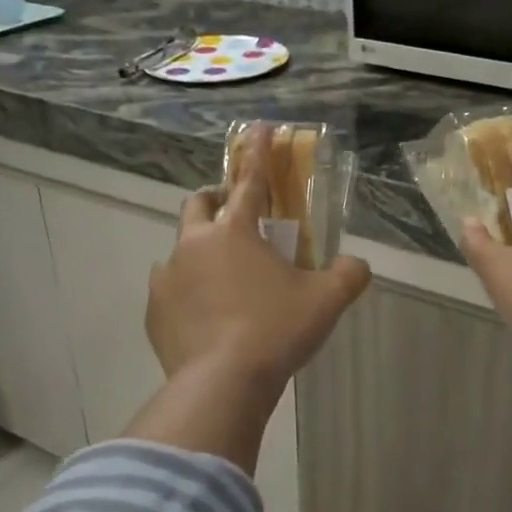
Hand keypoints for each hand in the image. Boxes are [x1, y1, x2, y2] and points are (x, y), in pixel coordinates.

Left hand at [147, 127, 372, 390]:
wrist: (222, 384)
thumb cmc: (276, 330)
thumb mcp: (326, 301)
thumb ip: (348, 275)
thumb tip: (357, 266)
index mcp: (235, 232)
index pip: (250, 181)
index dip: (258, 152)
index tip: (259, 128)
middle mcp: (194, 246)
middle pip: (198, 205)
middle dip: (215, 200)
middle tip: (234, 214)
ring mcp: (168, 279)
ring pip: (180, 250)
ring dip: (200, 252)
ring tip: (224, 280)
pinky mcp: (154, 313)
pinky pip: (170, 291)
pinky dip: (187, 292)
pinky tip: (206, 316)